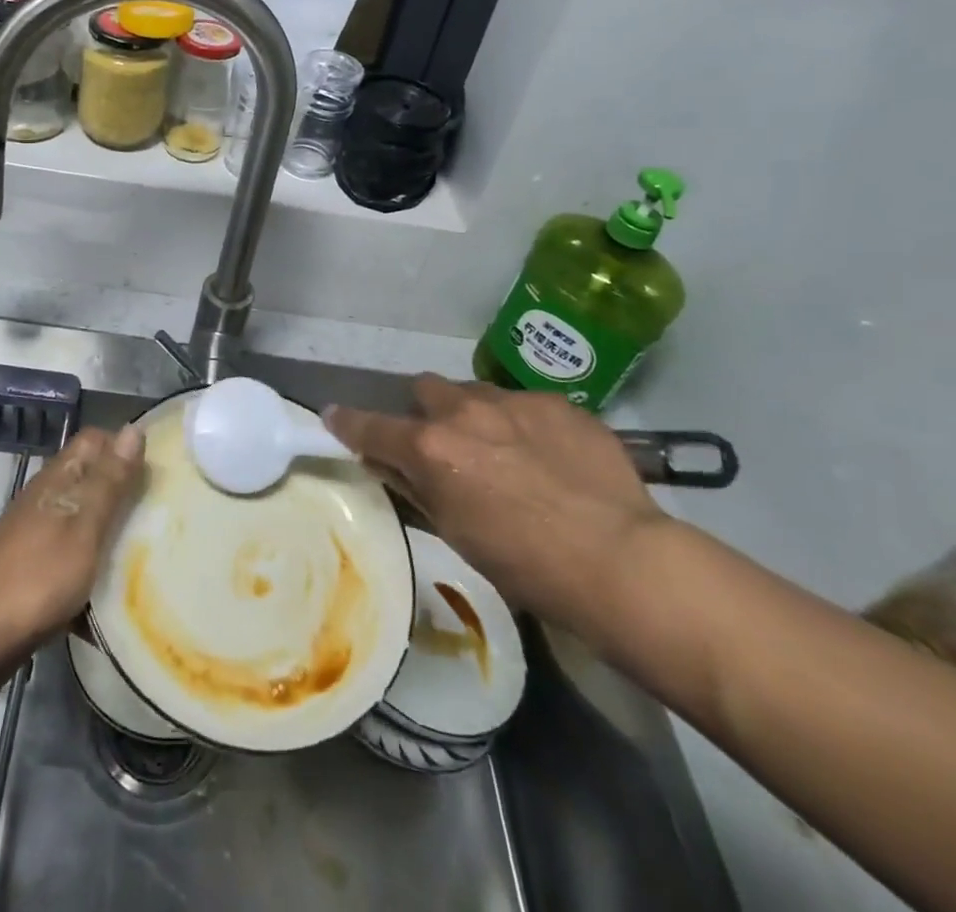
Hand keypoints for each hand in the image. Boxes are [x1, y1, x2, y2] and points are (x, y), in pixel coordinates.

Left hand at [0, 426, 143, 667]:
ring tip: (157, 555)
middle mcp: (50, 502)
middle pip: (96, 484)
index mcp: (59, 480)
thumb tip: (134, 429)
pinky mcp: (39, 578)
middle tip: (169, 515)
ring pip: (90, 527)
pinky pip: (79, 567)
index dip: (126, 447)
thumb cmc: (34, 576)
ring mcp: (42, 540)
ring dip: (117, 539)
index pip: (97, 441)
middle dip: (129, 496)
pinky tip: (123, 600)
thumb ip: (109, 481)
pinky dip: (98, 578)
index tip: (161, 469)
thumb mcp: (82, 525)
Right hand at [323, 376, 664, 641]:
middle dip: (426, 411)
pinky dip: (523, 425)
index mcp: (431, 448)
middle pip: (426, 389)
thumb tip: (391, 464)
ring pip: (477, 392)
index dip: (347, 423)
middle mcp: (465, 411)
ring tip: (505, 451)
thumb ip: (418, 487)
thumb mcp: (456, 532)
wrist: (621, 561)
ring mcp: (515, 401)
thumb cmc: (527, 566)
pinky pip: (526, 405)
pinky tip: (551, 459)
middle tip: (445, 444)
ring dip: (475, 415)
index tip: (334, 417)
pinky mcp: (559, 403)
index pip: (370, 426)